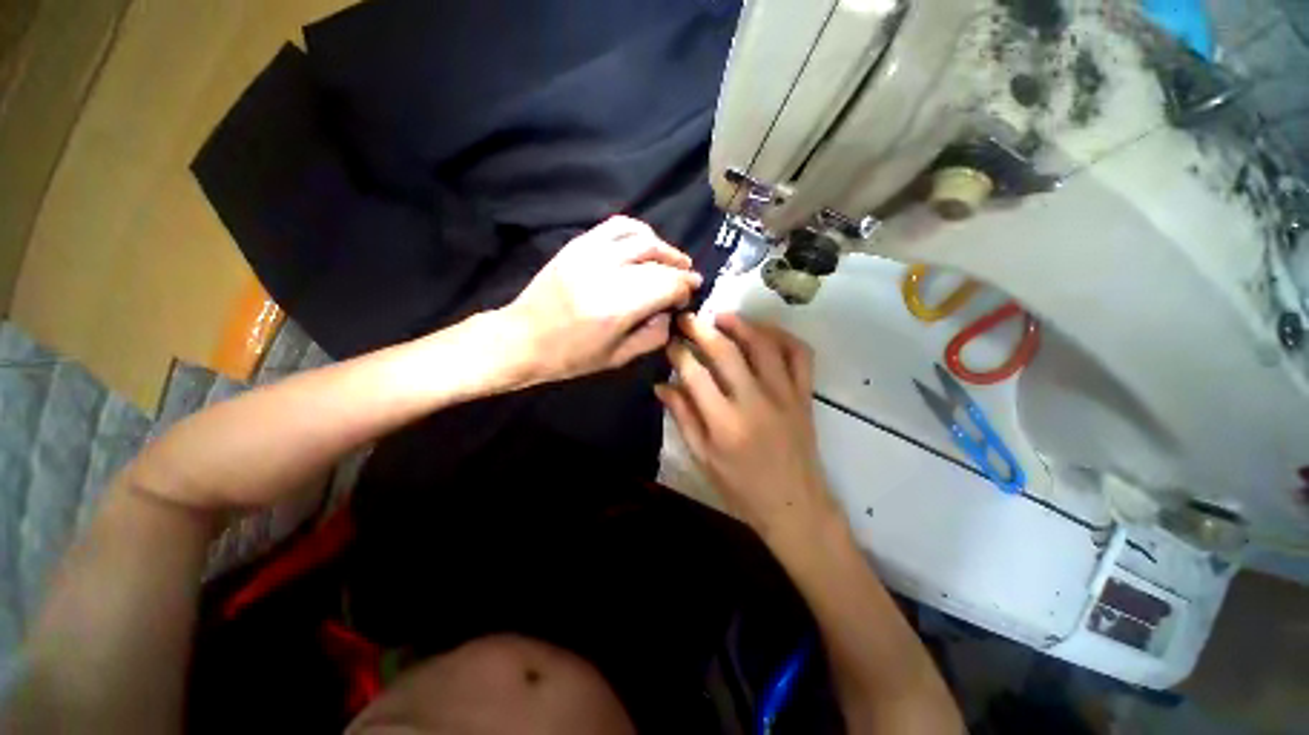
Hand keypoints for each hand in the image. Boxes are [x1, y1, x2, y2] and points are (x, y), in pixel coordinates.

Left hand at [502, 216, 701, 383]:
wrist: (522, 338)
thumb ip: (653, 336)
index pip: (667, 285)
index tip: (689, 295)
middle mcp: (606, 274)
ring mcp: (589, 254)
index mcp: (616, 308)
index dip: (685, 288)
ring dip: (664, 247)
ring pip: (641, 238)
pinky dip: (639, 231)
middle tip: (687, 279)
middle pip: (658, 261)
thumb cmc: (570, 357)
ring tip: (673, 260)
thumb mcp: (618, 358)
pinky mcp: (578, 244)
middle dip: (679, 269)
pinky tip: (647, 243)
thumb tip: (671, 312)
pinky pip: (616, 226)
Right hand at [656, 313, 836, 541]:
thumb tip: (661, 385)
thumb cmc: (742, 487)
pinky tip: (764, 332)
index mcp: (725, 423)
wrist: (795, 505)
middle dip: (702, 329)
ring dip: (740, 324)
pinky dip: (783, 336)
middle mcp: (755, 402)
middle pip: (726, 351)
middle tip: (687, 318)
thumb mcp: (703, 458)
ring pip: (763, 344)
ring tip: (721, 317)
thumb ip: (683, 417)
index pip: (695, 374)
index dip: (679, 353)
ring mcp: (785, 395)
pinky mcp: (805, 395)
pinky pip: (799, 354)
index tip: (671, 343)